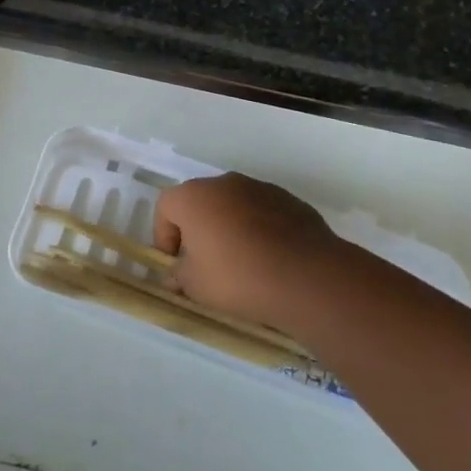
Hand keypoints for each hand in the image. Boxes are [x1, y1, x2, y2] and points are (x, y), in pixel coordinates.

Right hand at [153, 174, 350, 333]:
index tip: (174, 263)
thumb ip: (179, 276)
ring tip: (241, 263)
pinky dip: (258, 229)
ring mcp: (259, 188)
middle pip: (200, 202)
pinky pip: (262, 212)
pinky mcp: (288, 200)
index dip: (164, 235)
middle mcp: (224, 183)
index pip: (165, 207)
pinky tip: (268, 259)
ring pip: (233, 205)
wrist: (306, 276)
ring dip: (229, 227)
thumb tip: (175, 275)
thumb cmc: (238, 277)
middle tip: (205, 263)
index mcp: (194, 197)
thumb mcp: (196, 287)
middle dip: (198, 230)